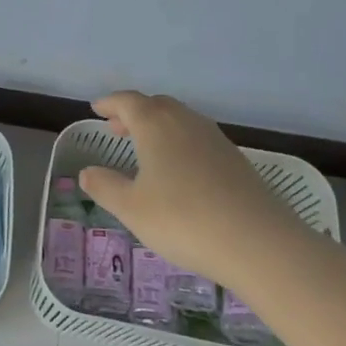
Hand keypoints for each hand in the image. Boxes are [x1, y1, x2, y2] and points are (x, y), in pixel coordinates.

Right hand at [78, 91, 304, 280]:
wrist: (259, 244)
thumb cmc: (183, 220)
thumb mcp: (131, 208)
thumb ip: (105, 187)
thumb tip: (86, 172)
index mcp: (156, 125)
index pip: (128, 102)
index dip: (110, 103)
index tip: (96, 109)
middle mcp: (186, 122)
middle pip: (156, 105)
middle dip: (134, 112)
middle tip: (117, 128)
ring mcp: (215, 140)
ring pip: (180, 120)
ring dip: (158, 126)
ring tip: (145, 148)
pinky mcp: (236, 160)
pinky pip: (198, 138)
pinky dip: (179, 142)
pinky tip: (178, 170)